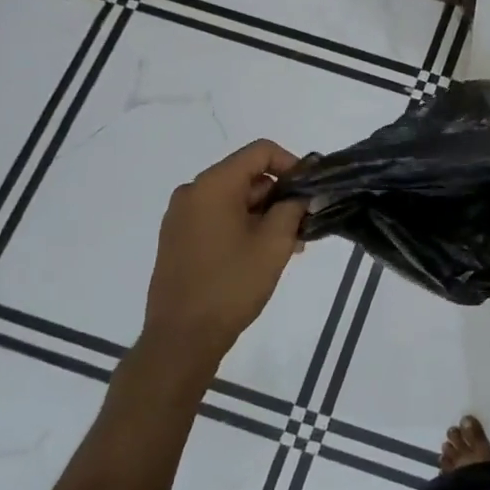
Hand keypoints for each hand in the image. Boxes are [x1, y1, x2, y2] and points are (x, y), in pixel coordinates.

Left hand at [138, 140, 307, 379]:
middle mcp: (192, 192)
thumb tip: (305, 194)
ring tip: (290, 246)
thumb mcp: (274, 243)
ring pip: (234, 200)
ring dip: (265, 215)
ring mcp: (181, 217)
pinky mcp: (178, 239)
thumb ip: (294, 208)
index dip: (293, 164)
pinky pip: (218, 218)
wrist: (181, 338)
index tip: (311, 191)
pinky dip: (244, 226)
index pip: (261, 151)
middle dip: (280, 195)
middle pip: (247, 175)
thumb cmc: (231, 285)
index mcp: (213, 185)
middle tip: (305, 225)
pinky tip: (263, 254)